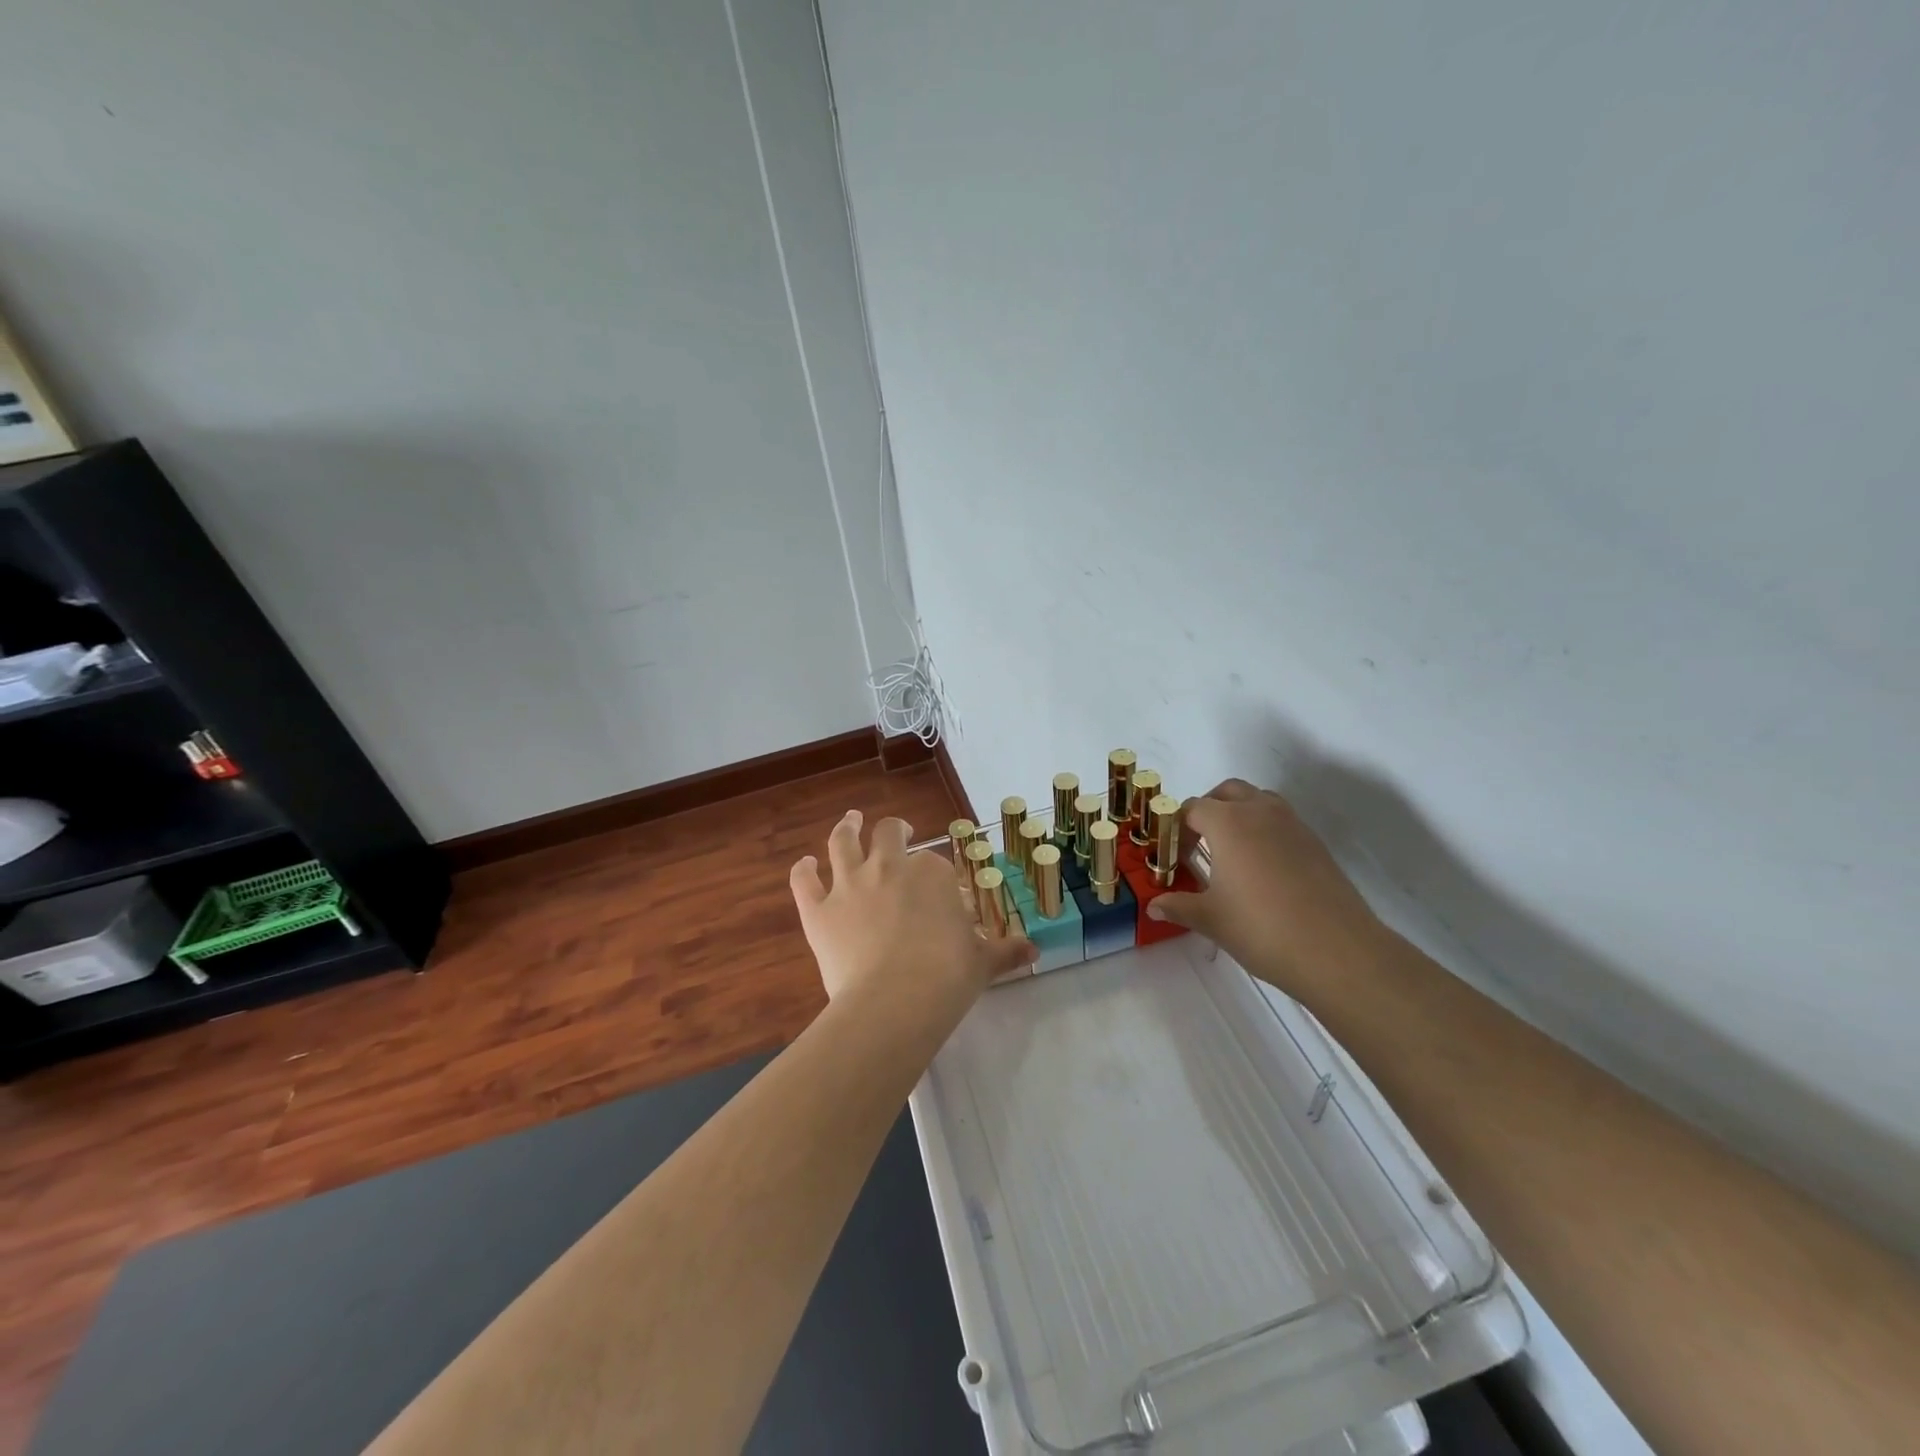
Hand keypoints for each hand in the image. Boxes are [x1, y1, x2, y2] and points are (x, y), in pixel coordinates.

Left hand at [790, 811, 1035, 1014]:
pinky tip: (805, 864)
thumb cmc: (947, 978)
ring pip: (842, 842)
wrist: (895, 1002)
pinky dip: (803, 870)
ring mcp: (849, 885)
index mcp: (931, 874)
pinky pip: (804, 881)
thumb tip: (1034, 951)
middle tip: (897, 833)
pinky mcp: (818, 911)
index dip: (936, 875)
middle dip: (893, 831)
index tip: (939, 891)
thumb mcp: (983, 963)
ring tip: (851, 821)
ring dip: (847, 828)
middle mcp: (888, 867)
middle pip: (888, 834)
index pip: (935, 864)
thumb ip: (1006, 951)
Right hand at [1146, 780, 1388, 1004]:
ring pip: (1259, 801)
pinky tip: (1262, 871)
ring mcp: (1293, 825)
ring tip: (1230, 853)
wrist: (1337, 950)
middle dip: (1208, 809)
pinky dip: (1265, 832)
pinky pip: (1282, 822)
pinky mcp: (1315, 843)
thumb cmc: (1262, 929)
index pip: (1192, 809)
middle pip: (1227, 792)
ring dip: (1239, 814)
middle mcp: (1260, 812)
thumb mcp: (1211, 920)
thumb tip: (1154, 907)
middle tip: (1198, 843)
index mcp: (1228, 822)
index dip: (1176, 828)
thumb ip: (1179, 907)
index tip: (1173, 856)